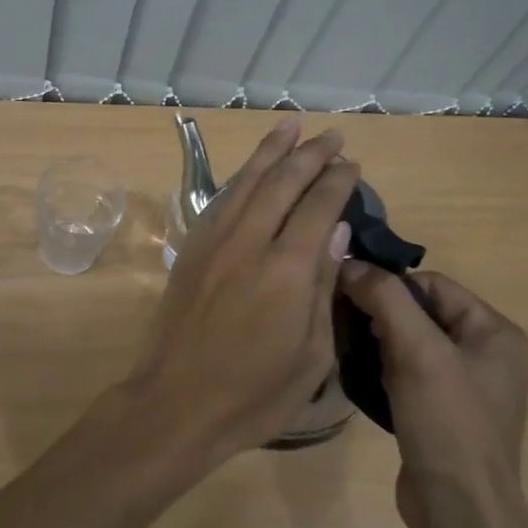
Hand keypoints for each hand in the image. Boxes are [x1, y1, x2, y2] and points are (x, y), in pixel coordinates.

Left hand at [122, 117, 361, 467]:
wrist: (176, 402)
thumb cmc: (255, 393)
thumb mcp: (311, 354)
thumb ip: (324, 285)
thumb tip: (336, 229)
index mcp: (288, 269)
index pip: (318, 206)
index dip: (337, 180)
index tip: (352, 164)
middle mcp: (250, 241)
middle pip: (283, 182)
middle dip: (310, 154)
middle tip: (331, 136)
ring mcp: (214, 241)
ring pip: (247, 181)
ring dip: (271, 150)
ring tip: (290, 125)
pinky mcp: (191, 248)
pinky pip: (221, 199)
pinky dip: (241, 177)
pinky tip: (251, 170)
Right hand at [336, 265, 527, 527]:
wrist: (460, 515)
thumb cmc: (448, 424)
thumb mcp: (418, 352)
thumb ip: (385, 298)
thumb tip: (349, 262)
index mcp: (494, 331)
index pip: (431, 283)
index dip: (389, 286)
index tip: (349, 298)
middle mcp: (485, 352)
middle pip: (418, 310)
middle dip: (379, 314)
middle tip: (344, 325)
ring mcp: (464, 384)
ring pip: (407, 340)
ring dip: (375, 341)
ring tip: (347, 349)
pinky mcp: (442, 410)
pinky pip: (405, 370)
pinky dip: (380, 368)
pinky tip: (360, 377)